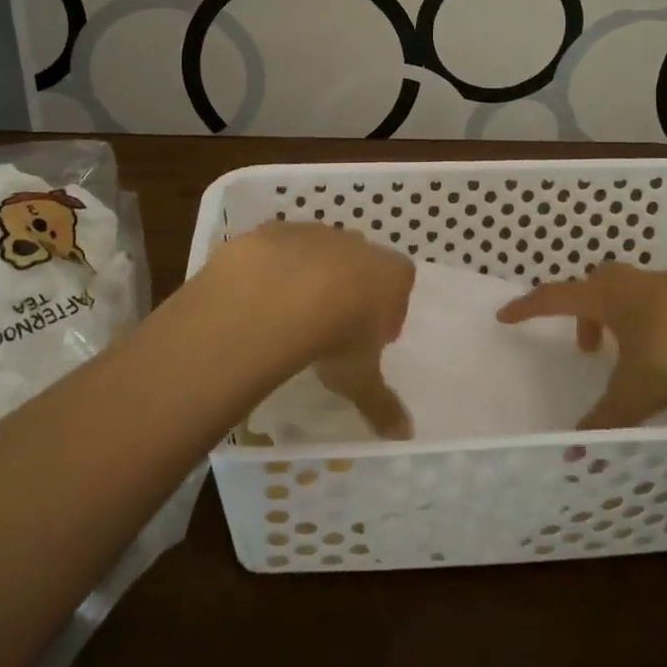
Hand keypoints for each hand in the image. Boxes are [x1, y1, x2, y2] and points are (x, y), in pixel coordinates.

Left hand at [213, 221, 414, 438]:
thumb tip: (404, 436)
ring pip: (320, 252)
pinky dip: (275, 268)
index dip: (390, 307)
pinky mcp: (276, 230)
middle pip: (362, 262)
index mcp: (390, 273)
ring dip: (311, 276)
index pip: (402, 281)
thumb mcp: (360, 378)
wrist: (278, 296)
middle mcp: (357, 244)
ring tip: (292, 315)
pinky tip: (263, 298)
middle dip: (352, 288)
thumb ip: (382, 404)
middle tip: (334, 325)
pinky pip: (281, 249)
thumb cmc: (337, 336)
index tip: (373, 335)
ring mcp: (316, 232)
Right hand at [497, 261, 666, 428]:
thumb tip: (574, 450)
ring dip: (621, 319)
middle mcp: (632, 284)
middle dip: (584, 314)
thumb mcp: (639, 388)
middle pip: (594, 288)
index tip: (505, 315)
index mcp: (606, 298)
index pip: (554, 298)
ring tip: (631, 354)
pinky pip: (665, 304)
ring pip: (631, 295)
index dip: (528, 308)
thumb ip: (608, 417)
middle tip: (585, 346)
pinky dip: (656, 324)